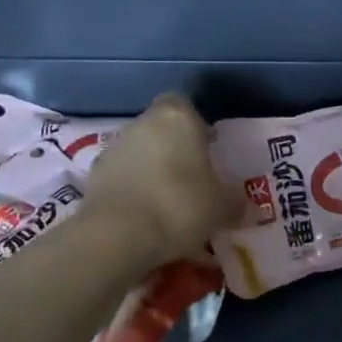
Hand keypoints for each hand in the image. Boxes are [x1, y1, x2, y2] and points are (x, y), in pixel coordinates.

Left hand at [82, 95, 238, 265]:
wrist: (118, 235)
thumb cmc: (180, 206)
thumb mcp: (221, 208)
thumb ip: (235, 204)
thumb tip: (249, 209)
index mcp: (177, 118)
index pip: (185, 105)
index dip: (196, 125)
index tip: (207, 147)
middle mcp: (142, 124)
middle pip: (160, 129)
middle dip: (175, 149)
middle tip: (193, 178)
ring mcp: (113, 148)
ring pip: (139, 152)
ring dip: (151, 170)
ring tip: (168, 203)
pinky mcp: (93, 176)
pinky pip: (121, 177)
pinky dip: (132, 190)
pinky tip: (145, 216)